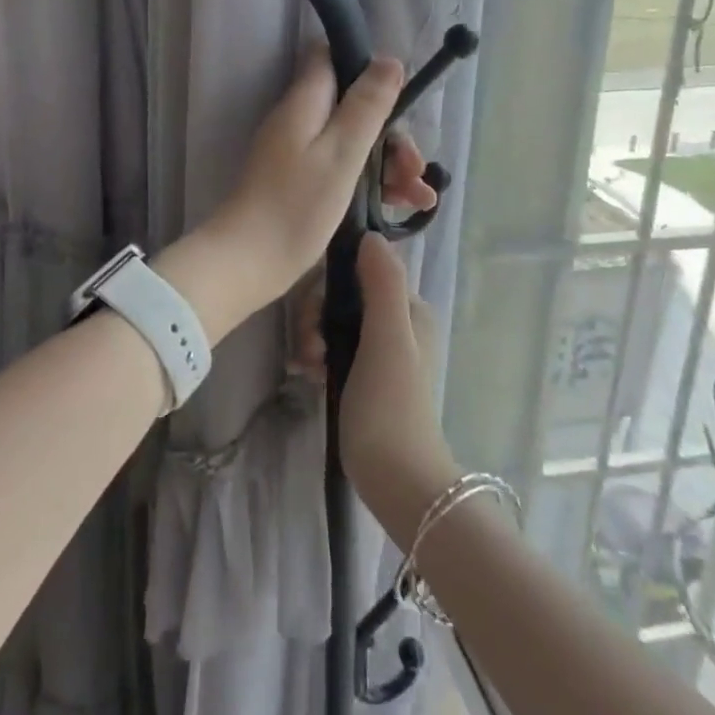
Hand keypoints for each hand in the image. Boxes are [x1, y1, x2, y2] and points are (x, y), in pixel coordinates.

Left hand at [203, 48, 437, 316]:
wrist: (248, 262)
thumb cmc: (296, 205)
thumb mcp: (342, 152)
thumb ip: (366, 105)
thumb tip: (389, 60)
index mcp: (305, 103)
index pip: (331, 59)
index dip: (366, 68)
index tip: (400, 97)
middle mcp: (299, 121)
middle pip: (352, 108)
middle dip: (391, 133)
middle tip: (415, 167)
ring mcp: (299, 154)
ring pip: (353, 143)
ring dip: (389, 164)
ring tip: (421, 197)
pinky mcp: (302, 184)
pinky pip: (344, 169)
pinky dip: (373, 183)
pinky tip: (404, 207)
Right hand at [292, 234, 457, 509]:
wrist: (396, 479)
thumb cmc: (391, 404)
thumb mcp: (388, 337)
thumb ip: (382, 284)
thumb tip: (369, 235)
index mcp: (409, 309)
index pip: (361, 270)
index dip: (331, 282)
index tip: (313, 310)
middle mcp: (397, 324)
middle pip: (344, 296)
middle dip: (317, 315)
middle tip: (308, 347)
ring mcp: (379, 352)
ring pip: (334, 322)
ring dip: (312, 337)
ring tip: (305, 366)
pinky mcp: (363, 376)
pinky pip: (333, 348)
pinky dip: (316, 356)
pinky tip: (306, 374)